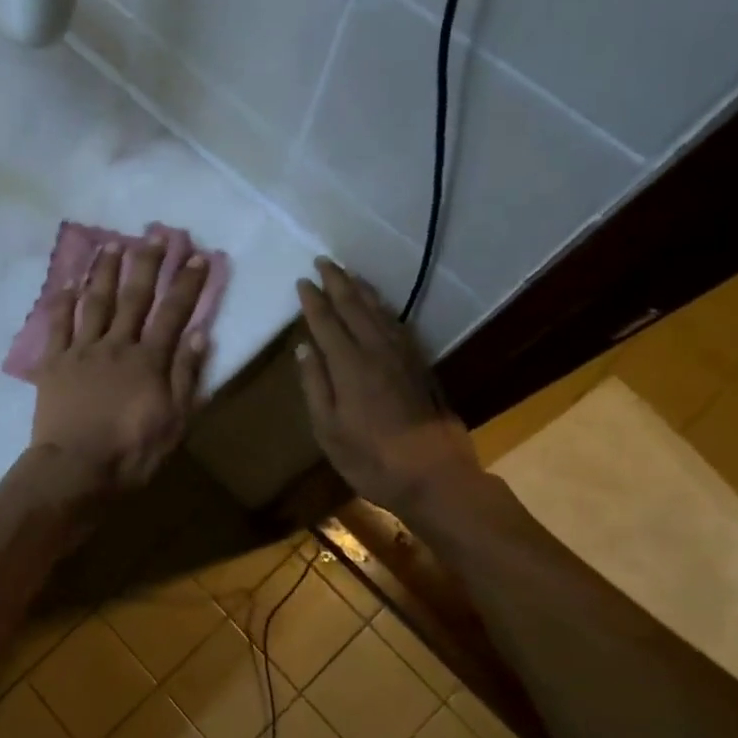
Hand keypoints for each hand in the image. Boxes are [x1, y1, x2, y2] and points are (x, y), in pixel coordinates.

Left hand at [29, 238, 208, 491]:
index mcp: (149, 360)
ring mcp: (82, 351)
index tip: (197, 256)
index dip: (187, 284)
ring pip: (96, 302)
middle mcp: (117, 345)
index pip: (173, 313)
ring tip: (112, 244)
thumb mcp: (174, 422)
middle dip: (147, 263)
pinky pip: (58, 326)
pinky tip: (68, 283)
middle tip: (155, 234)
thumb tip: (200, 334)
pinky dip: (63, 302)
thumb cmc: (131, 452)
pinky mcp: (54, 363)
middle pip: (134, 297)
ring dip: (105, 272)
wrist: (75, 470)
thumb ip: (186, 376)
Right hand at [294, 257, 484, 520]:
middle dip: (337, 283)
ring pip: (380, 312)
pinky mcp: (421, 366)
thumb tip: (304, 348)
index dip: (313, 301)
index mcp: (349, 366)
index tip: (302, 281)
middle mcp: (376, 352)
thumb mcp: (328, 430)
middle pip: (354, 308)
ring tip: (349, 274)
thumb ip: (315, 385)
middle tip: (323, 261)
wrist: (435, 476)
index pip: (327, 323)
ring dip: (362, 290)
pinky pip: (398, 325)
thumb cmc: (371, 459)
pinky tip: (380, 307)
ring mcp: (403, 357)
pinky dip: (385, 308)